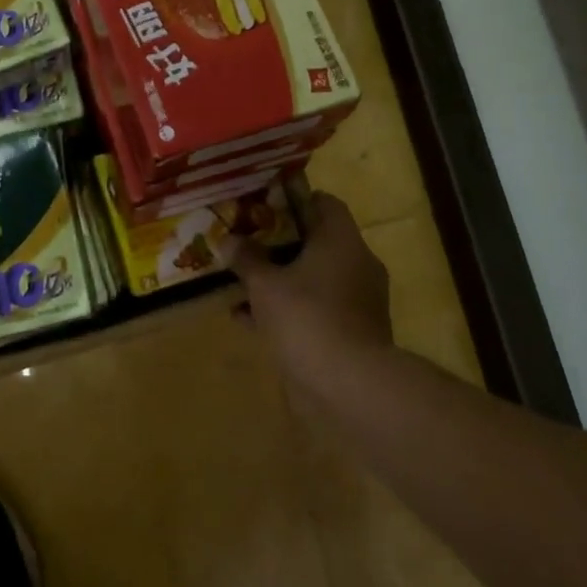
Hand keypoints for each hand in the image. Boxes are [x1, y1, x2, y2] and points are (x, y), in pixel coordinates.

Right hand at [231, 191, 392, 395]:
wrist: (350, 386)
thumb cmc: (307, 318)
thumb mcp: (265, 285)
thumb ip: (247, 259)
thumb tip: (228, 238)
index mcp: (342, 240)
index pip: (324, 203)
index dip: (294, 200)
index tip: (263, 206)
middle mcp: (356, 263)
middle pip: (316, 242)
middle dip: (279, 244)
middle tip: (246, 243)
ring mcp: (357, 300)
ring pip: (313, 278)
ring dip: (280, 279)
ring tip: (240, 282)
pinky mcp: (352, 332)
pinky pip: (315, 309)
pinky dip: (287, 310)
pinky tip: (247, 319)